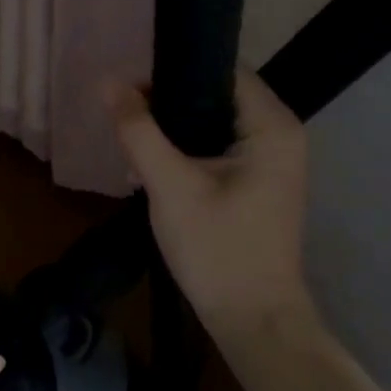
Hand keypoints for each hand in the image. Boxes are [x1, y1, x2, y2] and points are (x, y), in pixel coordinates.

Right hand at [109, 70, 322, 346]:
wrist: (253, 320)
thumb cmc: (218, 249)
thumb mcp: (170, 186)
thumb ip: (139, 131)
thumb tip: (109, 83)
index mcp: (272, 126)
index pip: (222, 70)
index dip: (175, 69)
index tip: (133, 83)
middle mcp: (281, 134)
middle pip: (218, 94)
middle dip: (170, 100)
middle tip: (127, 113)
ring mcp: (273, 159)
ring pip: (215, 120)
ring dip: (175, 127)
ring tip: (134, 137)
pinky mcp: (259, 180)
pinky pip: (219, 145)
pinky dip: (189, 147)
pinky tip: (155, 162)